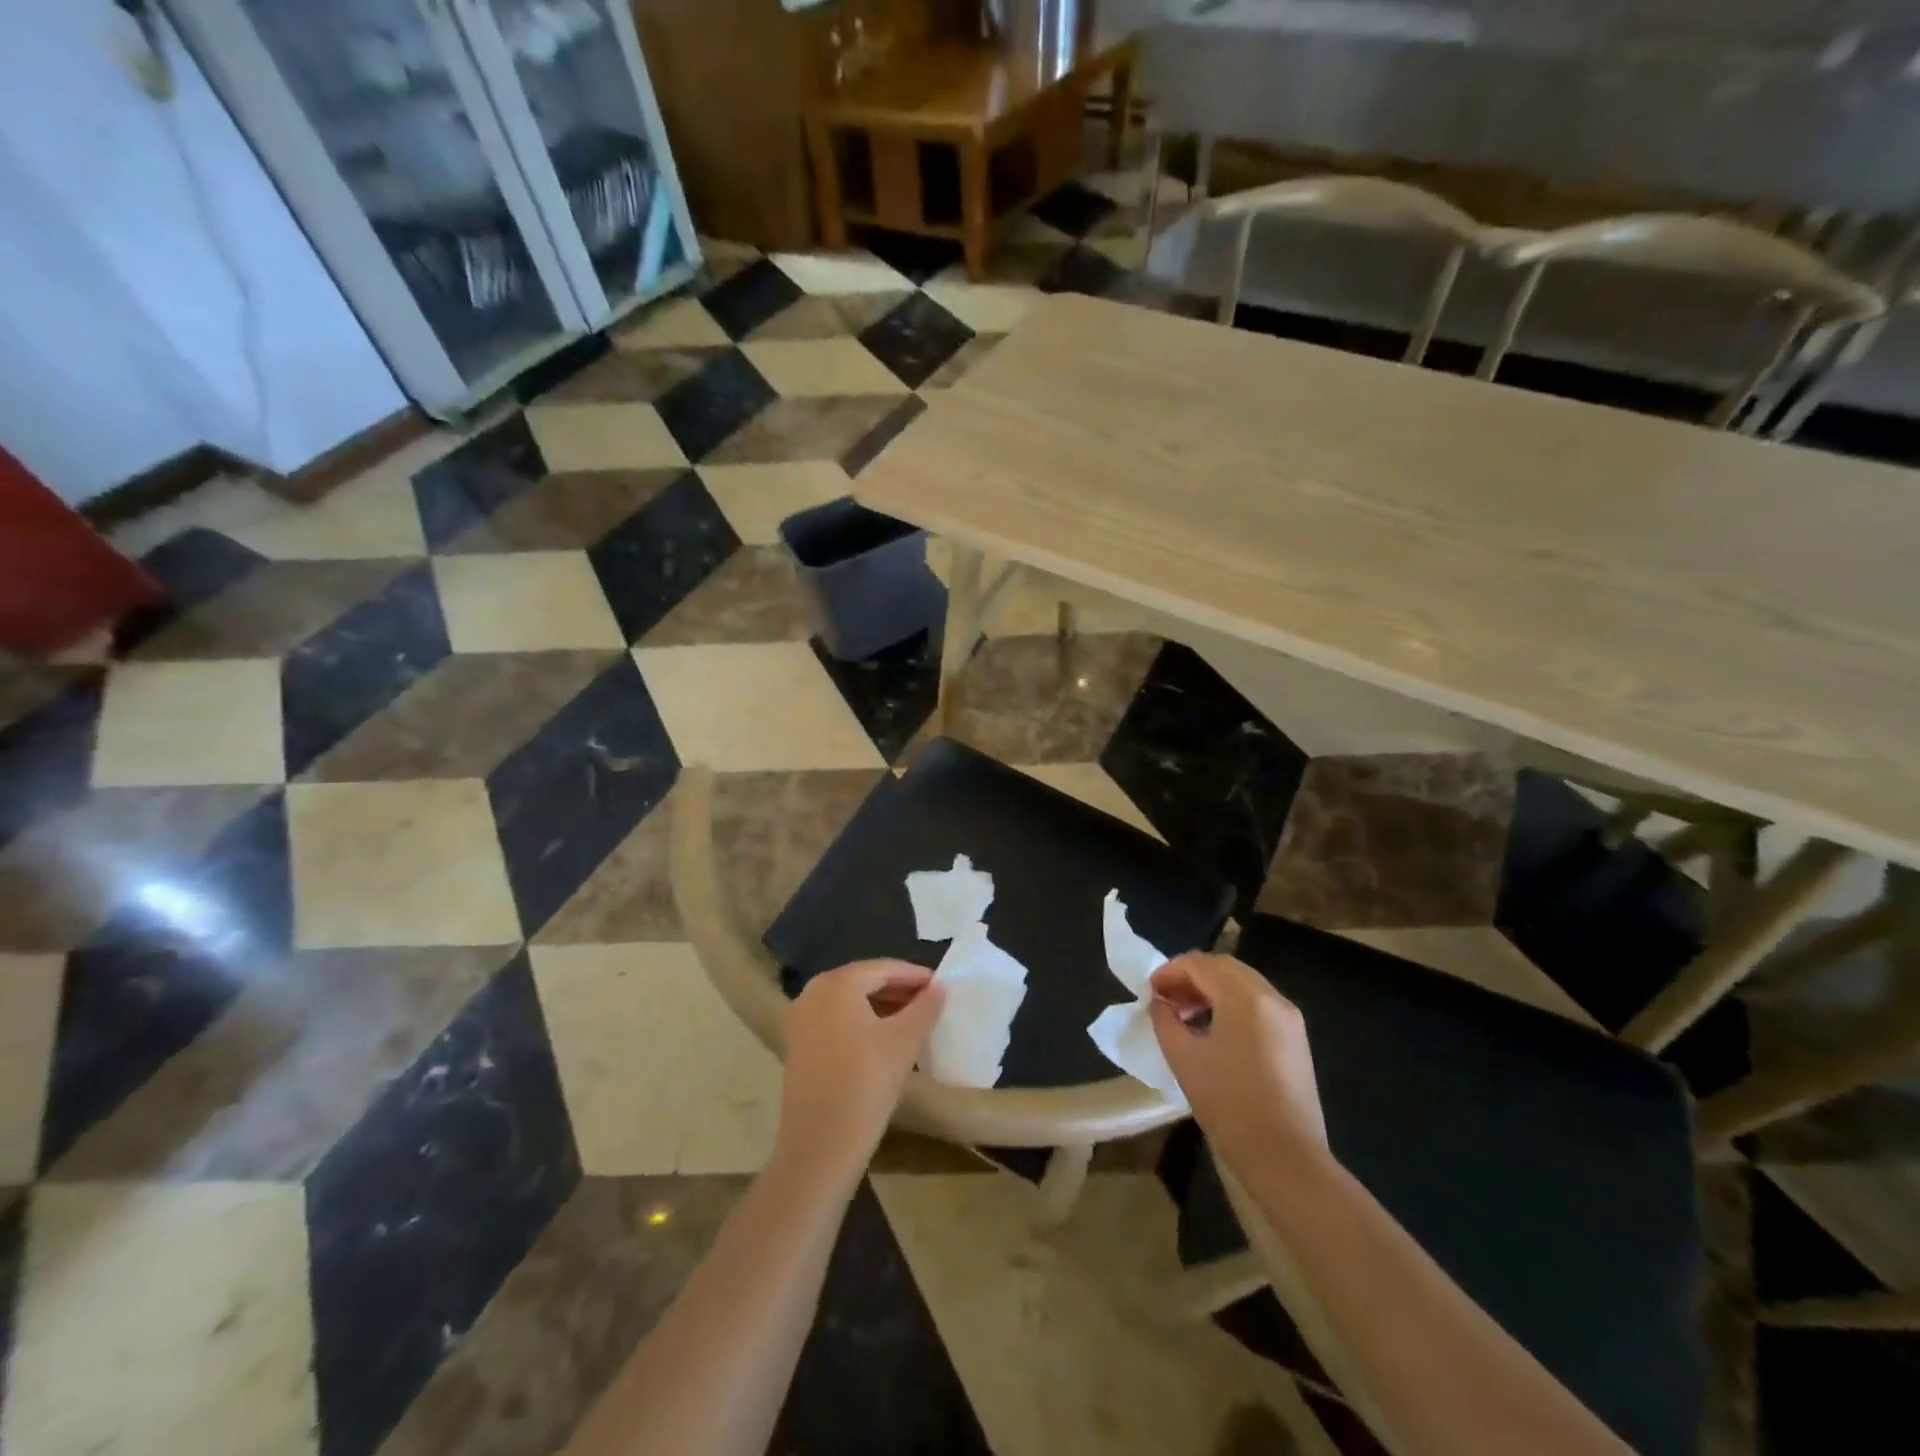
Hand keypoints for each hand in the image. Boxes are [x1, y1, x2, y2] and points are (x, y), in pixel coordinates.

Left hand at [776, 960, 945, 1185]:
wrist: (820, 1145)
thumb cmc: (866, 1083)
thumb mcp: (904, 1041)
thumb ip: (925, 1007)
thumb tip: (941, 986)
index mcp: (837, 983)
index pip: (883, 968)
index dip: (915, 975)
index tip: (941, 985)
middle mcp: (813, 992)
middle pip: (863, 982)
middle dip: (898, 990)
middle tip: (930, 1002)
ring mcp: (800, 1020)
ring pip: (849, 1002)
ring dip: (881, 1007)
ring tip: (913, 1021)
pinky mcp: (797, 1046)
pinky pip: (836, 1021)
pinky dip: (861, 1023)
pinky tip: (885, 1039)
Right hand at [1148, 952, 1328, 1168]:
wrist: (1286, 1160)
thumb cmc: (1230, 1105)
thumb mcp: (1184, 1059)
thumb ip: (1165, 1021)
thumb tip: (1159, 1003)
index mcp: (1245, 998)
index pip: (1200, 964)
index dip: (1169, 972)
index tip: (1149, 992)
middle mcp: (1272, 998)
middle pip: (1224, 967)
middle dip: (1190, 977)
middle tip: (1165, 999)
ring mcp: (1289, 1018)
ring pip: (1242, 984)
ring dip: (1210, 990)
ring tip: (1184, 1016)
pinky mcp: (1295, 1039)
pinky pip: (1257, 1004)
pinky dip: (1230, 1005)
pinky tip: (1212, 1031)